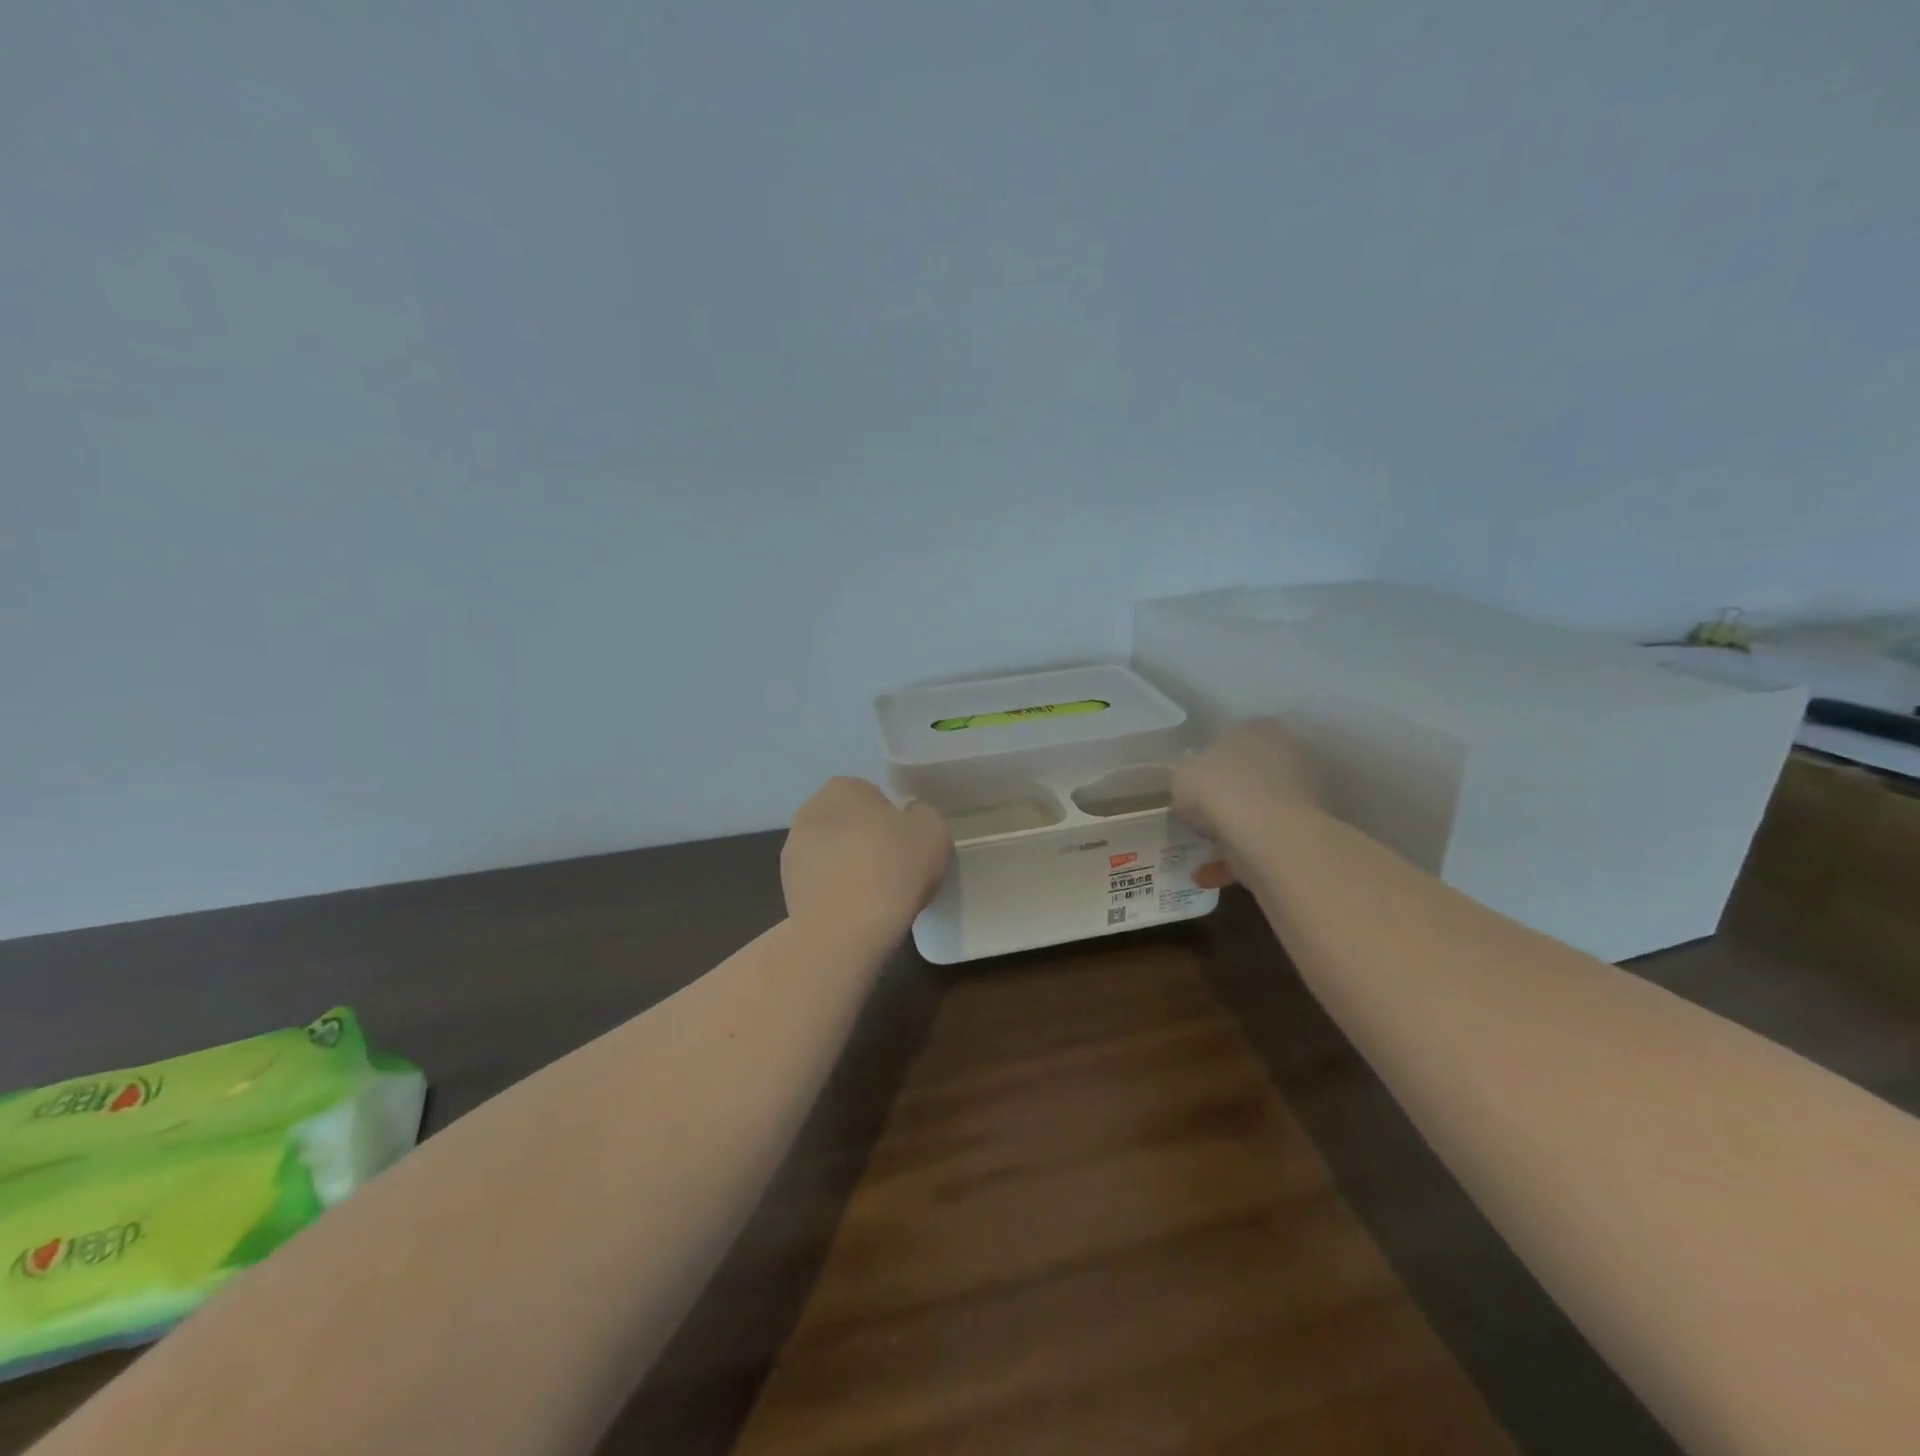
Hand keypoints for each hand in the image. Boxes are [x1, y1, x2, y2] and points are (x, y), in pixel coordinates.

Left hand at [781, 778, 950, 940]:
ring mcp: (793, 850)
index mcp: (844, 788)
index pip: (874, 796)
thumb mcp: (934, 831)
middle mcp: (810, 810)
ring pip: (832, 854)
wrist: (846, 928)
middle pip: (849, 824)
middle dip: (867, 841)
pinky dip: (835, 893)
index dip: (893, 821)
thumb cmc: (894, 867)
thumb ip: (923, 815)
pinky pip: (821, 883)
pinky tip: (854, 913)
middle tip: (894, 870)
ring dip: (848, 867)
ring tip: (875, 897)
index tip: (907, 846)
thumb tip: (910, 819)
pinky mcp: (786, 887)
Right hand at [1173, 720, 1322, 890]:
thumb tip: (1195, 791)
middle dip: (1228, 798)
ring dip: (1234, 833)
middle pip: (1250, 777)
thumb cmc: (1218, 789)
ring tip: (1203, 854)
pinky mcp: (1308, 831)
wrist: (1267, 834)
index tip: (1194, 788)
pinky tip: (1209, 877)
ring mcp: (1304, 793)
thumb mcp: (1181, 778)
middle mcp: (1288, 754)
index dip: (1209, 766)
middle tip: (1200, 819)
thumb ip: (1188, 780)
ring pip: (1260, 813)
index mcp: (1258, 729)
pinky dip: (1239, 860)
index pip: (1231, 741)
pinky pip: (1266, 843)